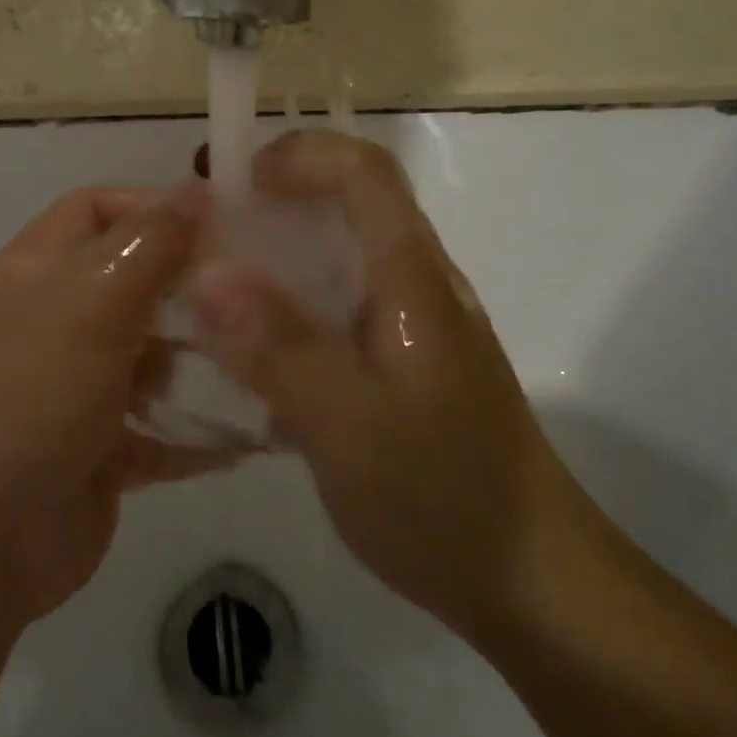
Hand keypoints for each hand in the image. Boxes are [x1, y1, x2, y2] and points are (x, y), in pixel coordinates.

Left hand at [0, 182, 238, 638]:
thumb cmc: (27, 398)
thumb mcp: (88, 304)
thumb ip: (147, 244)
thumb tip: (196, 188)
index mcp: (37, 272)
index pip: (96, 209)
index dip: (153, 207)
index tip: (222, 226)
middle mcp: (56, 321)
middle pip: (135, 283)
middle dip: (194, 289)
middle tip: (262, 300)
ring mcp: (78, 389)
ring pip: (156, 357)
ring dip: (206, 362)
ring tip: (270, 365)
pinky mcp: (102, 449)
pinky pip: (163, 427)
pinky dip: (202, 430)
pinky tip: (256, 435)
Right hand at [193, 129, 590, 642]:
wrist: (533, 581)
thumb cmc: (444, 498)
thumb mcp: (347, 426)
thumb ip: (278, 347)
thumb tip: (209, 277)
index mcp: (414, 280)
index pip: (363, 172)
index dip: (297, 155)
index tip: (229, 181)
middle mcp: (418, 285)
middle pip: (350, 204)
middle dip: (274, 198)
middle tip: (203, 229)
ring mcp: (414, 325)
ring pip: (341, 256)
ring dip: (277, 251)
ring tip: (211, 284)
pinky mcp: (404, 361)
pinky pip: (339, 305)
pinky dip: (290, 303)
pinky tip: (252, 346)